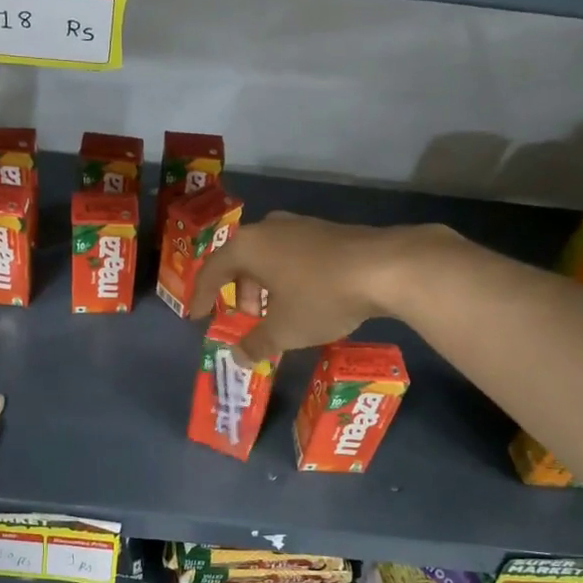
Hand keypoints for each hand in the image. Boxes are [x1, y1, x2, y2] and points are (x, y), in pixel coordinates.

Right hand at [190, 212, 438, 360]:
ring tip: (276, 314)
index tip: (197, 316)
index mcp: (248, 246)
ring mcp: (300, 225)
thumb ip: (256, 344)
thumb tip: (238, 357)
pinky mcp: (326, 231)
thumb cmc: (320, 296)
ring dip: (264, 286)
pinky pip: (292, 255)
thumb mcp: (284, 330)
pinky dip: (287, 278)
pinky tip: (305, 299)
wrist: (385, 267)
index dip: (202, 296)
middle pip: (240, 261)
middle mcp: (268, 228)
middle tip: (247, 320)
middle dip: (239, 293)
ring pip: (268, 257)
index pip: (212, 270)